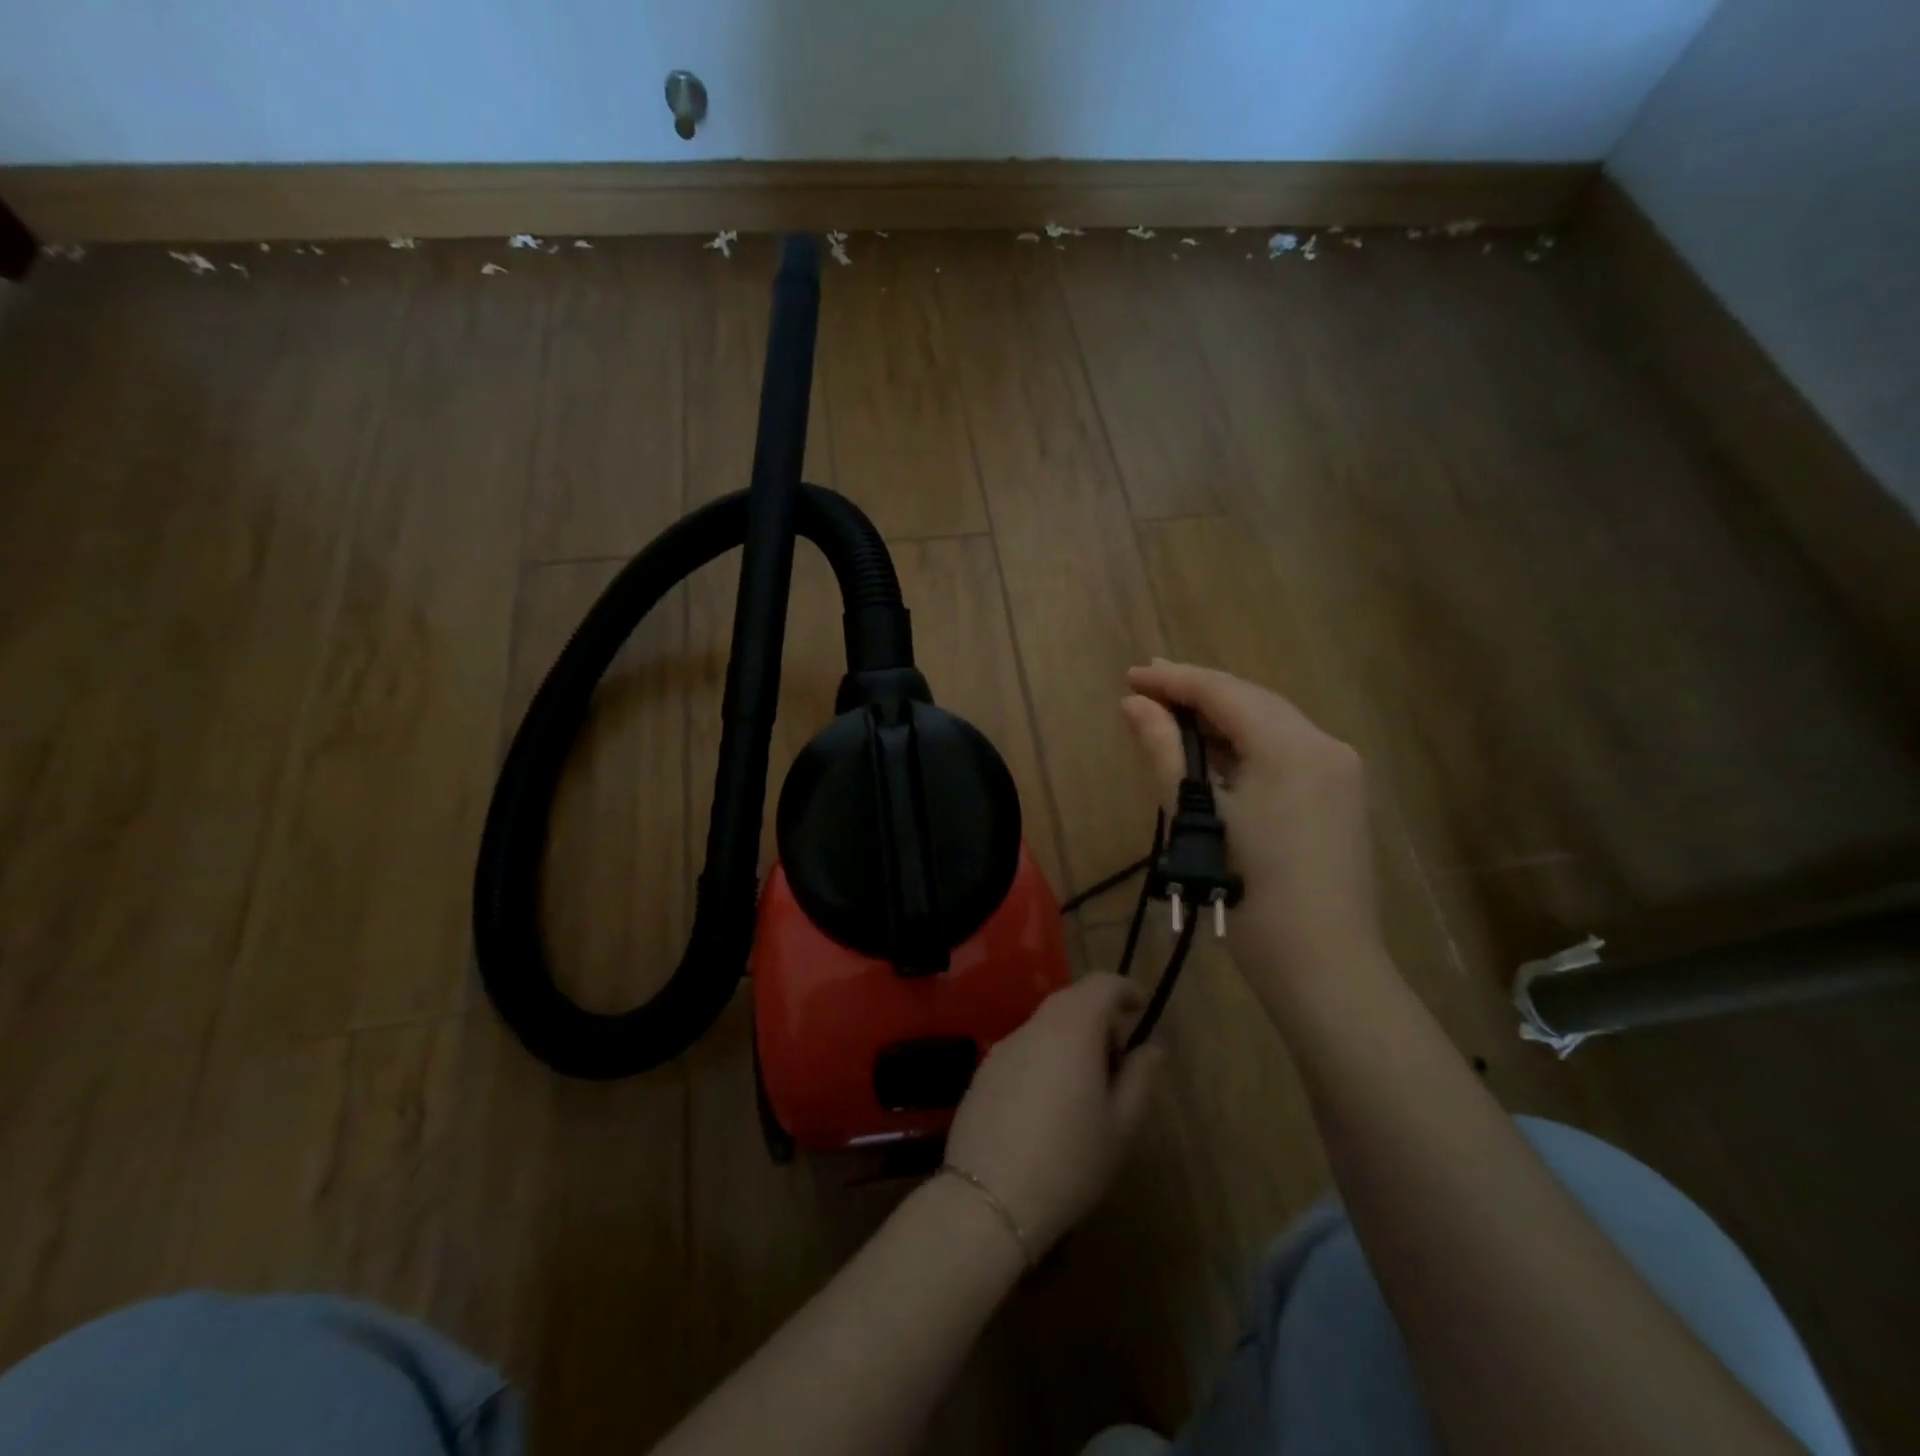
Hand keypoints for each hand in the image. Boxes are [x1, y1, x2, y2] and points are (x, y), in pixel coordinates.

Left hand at [944, 974, 1160, 1253]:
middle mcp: (1035, 1026)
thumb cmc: (1070, 1161)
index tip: (1141, 1009)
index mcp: (1072, 1029)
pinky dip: (1044, 1058)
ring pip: (1046, 1025)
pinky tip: (1047, 1105)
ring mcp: (1004, 1047)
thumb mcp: (1121, 1126)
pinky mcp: (983, 1071)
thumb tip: (1148, 1048)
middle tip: (1118, 1059)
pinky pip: (1024, 1049)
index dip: (1125, 990)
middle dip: (1099, 1016)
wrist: (989, 1199)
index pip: (1100, 984)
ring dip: (1070, 1039)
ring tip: (1085, 1088)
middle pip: (1071, 1000)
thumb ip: (1140, 1078)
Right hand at [1122, 659, 1380, 977]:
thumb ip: (1165, 752)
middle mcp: (1325, 745)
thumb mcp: (1199, 816)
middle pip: (1252, 702)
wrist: (1322, 965)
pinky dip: (1245, 745)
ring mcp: (1339, 771)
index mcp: (1292, 746)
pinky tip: (1213, 750)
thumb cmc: (1250, 892)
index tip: (1131, 675)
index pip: (1225, 692)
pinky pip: (1285, 752)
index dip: (1175, 680)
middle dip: (1198, 692)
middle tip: (1145, 685)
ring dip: (1221, 718)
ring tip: (1170, 712)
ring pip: (1270, 725)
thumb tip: (1134, 705)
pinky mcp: (1339, 797)